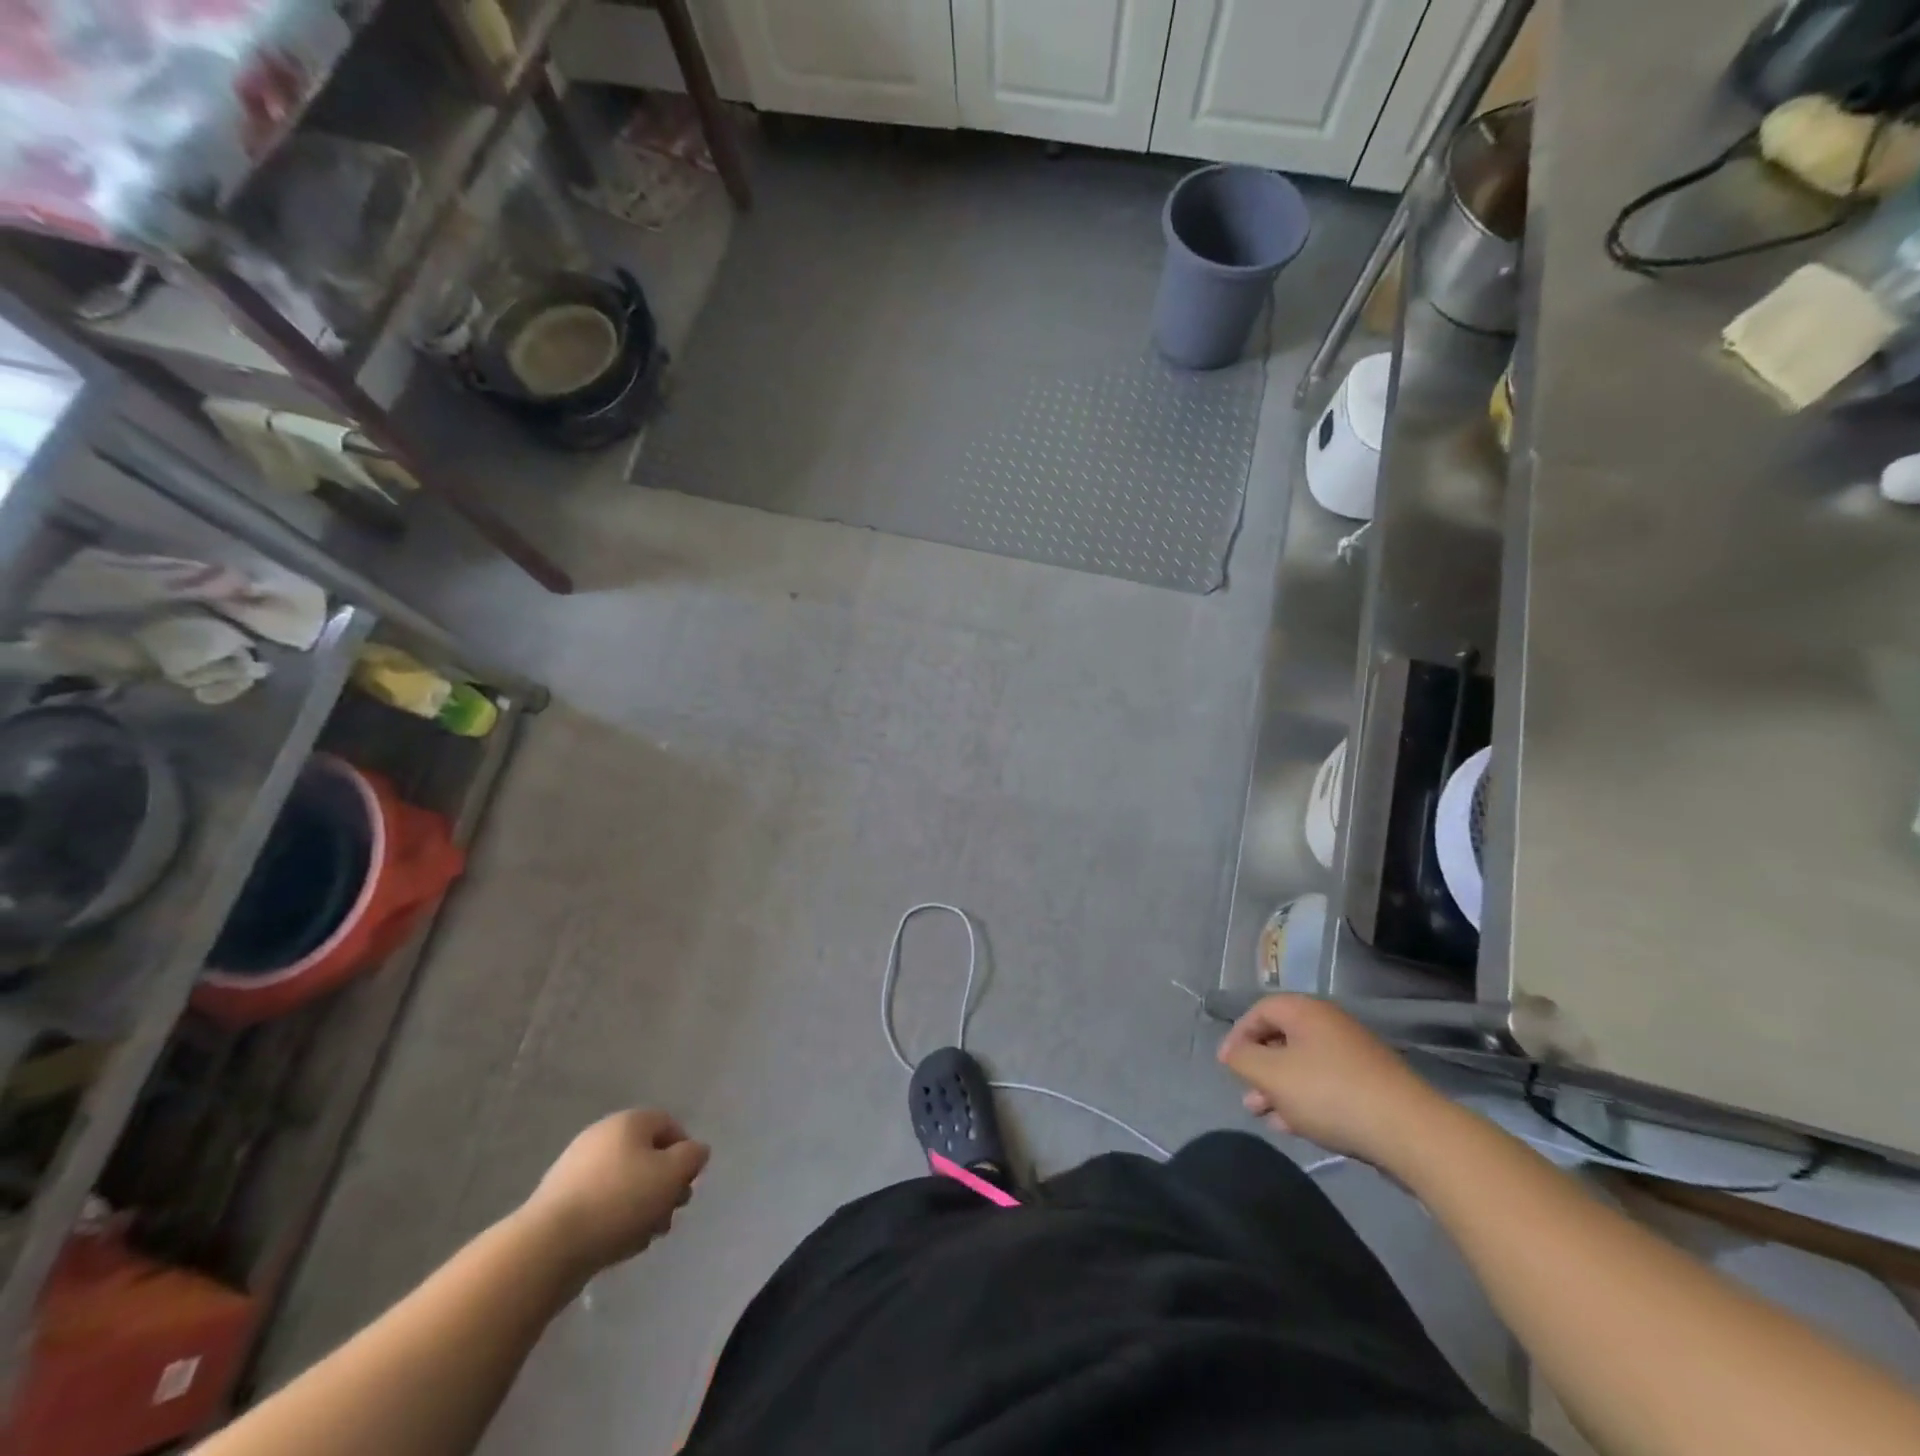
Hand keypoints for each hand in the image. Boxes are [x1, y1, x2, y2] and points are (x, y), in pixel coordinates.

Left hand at [520, 1109, 708, 1276]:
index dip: (685, 1153)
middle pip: (647, 1156)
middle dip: (664, 1186)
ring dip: (643, 1207)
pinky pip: (600, 1204)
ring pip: (625, 1183)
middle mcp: (601, 1137)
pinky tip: (620, 1246)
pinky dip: (616, 1220)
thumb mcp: (671, 1174)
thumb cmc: (619, 1201)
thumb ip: (692, 1157)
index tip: (688, 1184)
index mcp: (628, 1122)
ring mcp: (576, 1170)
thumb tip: (695, 1152)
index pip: (669, 1125)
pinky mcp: (559, 1203)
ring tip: (647, 1236)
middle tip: (671, 1213)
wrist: (546, 1248)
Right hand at [1217, 995, 1445, 1168]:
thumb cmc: (1330, 1093)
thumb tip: (1233, 1052)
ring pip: (1303, 1067)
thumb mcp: (1272, 1075)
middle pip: (1282, 1039)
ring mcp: (1353, 1056)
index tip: (1226, 1066)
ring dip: (1279, 1090)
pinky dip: (1305, 1101)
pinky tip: (1294, 1127)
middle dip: (1259, 1069)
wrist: (1410, 1132)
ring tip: (1265, 1117)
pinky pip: (1326, 1086)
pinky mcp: (1370, 1086)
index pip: (1260, 1010)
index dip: (1238, 1035)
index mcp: (1306, 1012)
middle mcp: (1330, 1025)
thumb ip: (1243, 1060)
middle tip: (1247, 1097)